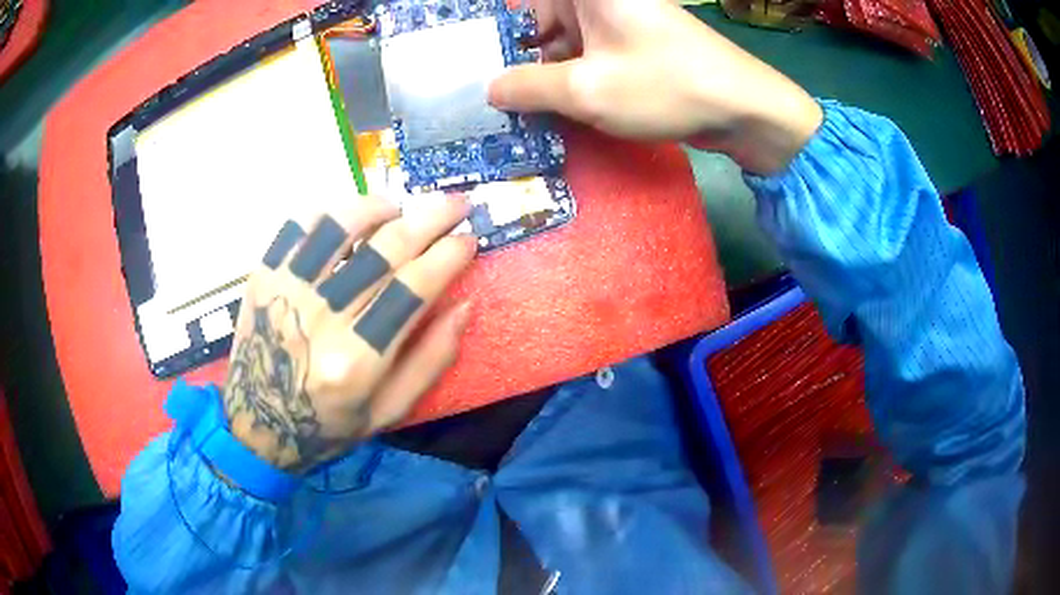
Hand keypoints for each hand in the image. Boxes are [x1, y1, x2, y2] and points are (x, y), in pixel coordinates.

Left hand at [222, 196, 475, 472]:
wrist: (257, 424)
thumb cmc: (326, 425)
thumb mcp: (388, 412)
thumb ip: (430, 361)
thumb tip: (464, 304)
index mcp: (356, 361)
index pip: (414, 288)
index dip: (449, 256)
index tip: (469, 239)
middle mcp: (321, 318)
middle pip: (385, 249)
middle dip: (431, 218)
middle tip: (456, 204)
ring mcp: (286, 290)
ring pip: (340, 225)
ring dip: (378, 206)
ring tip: (397, 208)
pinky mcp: (264, 275)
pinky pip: (299, 224)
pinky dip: (330, 209)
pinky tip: (348, 217)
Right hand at [488, 0, 822, 173]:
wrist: (744, 109)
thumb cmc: (666, 86)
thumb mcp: (585, 90)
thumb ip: (527, 87)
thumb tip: (490, 89)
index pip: (523, 4)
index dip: (496, 28)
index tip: (471, 56)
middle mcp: (600, 0)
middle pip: (540, 20)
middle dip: (515, 55)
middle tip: (487, 91)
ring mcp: (618, 21)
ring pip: (563, 41)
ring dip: (542, 73)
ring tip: (513, 107)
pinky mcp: (633, 45)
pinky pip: (587, 55)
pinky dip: (570, 78)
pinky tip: (552, 107)